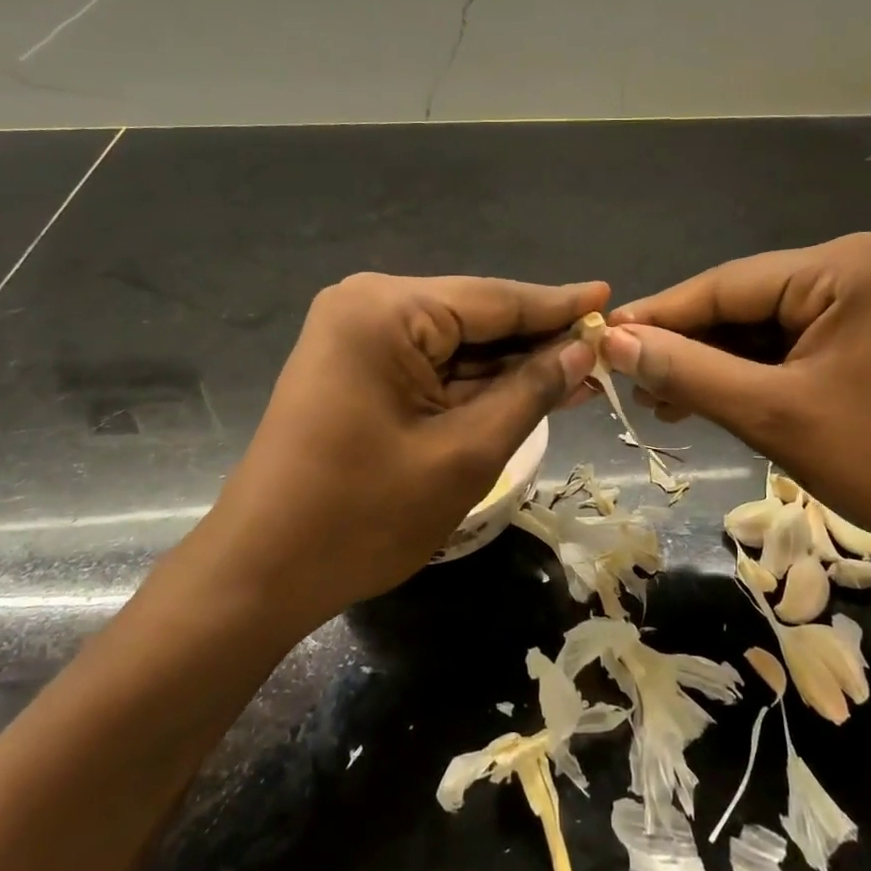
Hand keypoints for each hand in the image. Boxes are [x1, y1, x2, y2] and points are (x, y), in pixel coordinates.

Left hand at [186, 273, 605, 636]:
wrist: (259, 575)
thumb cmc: (363, 516)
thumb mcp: (465, 454)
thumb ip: (529, 392)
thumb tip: (582, 351)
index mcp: (387, 311)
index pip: (494, 299)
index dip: (558, 305)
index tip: (610, 295)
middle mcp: (367, 306)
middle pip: (474, 317)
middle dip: (536, 341)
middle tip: (603, 350)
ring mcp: (356, 337)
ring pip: (455, 343)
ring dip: (510, 365)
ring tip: (579, 373)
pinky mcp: (354, 368)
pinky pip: (430, 365)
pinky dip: (474, 382)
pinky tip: (525, 390)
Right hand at [604, 234, 870, 573]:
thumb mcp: (773, 415)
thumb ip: (689, 372)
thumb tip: (614, 343)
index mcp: (842, 266)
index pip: (726, 284)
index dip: (660, 314)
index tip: (602, 339)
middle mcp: (852, 266)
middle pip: (741, 302)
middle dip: (686, 344)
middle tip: (627, 378)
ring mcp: (860, 298)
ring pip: (758, 325)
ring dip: (711, 362)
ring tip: (658, 397)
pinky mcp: (860, 331)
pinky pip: (785, 343)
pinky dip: (745, 372)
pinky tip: (704, 398)